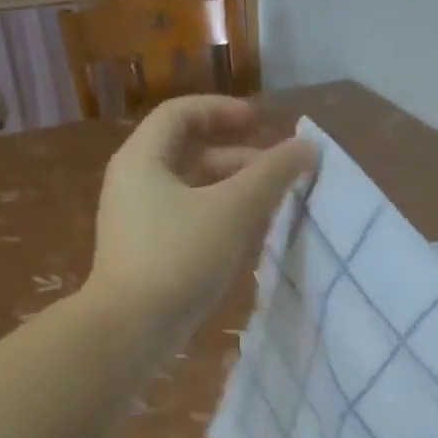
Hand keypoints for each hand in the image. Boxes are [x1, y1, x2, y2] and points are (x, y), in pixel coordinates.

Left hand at [88, 96, 315, 339]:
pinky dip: (215, 216)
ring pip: (187, 189)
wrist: (131, 328)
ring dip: (228, 189)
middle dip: (234, 156)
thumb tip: (306, 147)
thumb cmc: (179, 257)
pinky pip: (183, 218)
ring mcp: (135, 220)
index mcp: (142, 159)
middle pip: (185, 151)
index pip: (180, 113)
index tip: (260, 122)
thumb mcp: (233, 210)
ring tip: (267, 205)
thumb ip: (272, 174)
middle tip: (273, 170)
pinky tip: (243, 238)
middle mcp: (132, 183)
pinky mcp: (143, 253)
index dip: (222, 110)